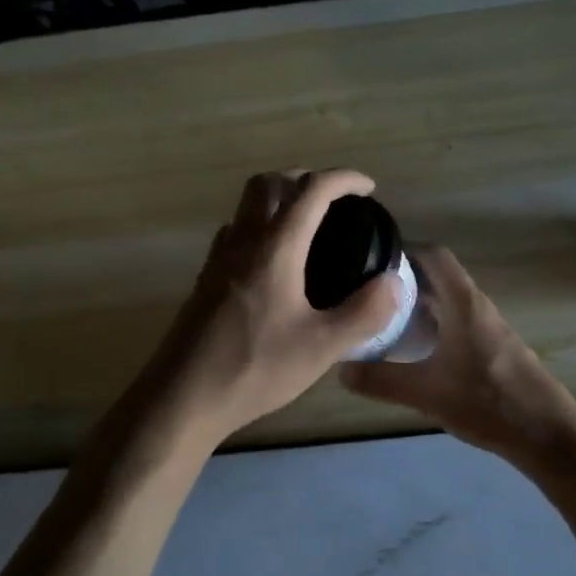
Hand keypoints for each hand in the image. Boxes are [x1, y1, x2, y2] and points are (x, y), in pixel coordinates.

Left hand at [116, 169, 403, 453]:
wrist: (182, 397)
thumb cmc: (255, 368)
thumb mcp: (322, 347)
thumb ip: (364, 313)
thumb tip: (393, 282)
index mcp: (275, 248)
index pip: (311, 190)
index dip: (343, 179)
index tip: (368, 189)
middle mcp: (243, 242)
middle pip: (268, 183)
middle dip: (304, 178)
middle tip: (333, 201)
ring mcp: (218, 260)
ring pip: (246, 206)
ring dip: (277, 199)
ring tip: (307, 228)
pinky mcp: (205, 280)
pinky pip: (235, 233)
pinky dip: (259, 227)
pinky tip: (273, 264)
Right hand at [340, 247, 575, 470]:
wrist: (548, 435)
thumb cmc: (488, 403)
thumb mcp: (426, 394)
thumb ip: (381, 381)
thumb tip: (340, 369)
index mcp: (464, 304)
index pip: (435, 255)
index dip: (405, 249)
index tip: (372, 259)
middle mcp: (477, 307)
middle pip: (439, 278)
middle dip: (403, 280)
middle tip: (366, 294)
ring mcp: (489, 329)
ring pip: (448, 303)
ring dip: (418, 305)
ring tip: (382, 320)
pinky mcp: (494, 350)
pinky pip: (457, 323)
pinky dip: (433, 326)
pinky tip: (415, 352)